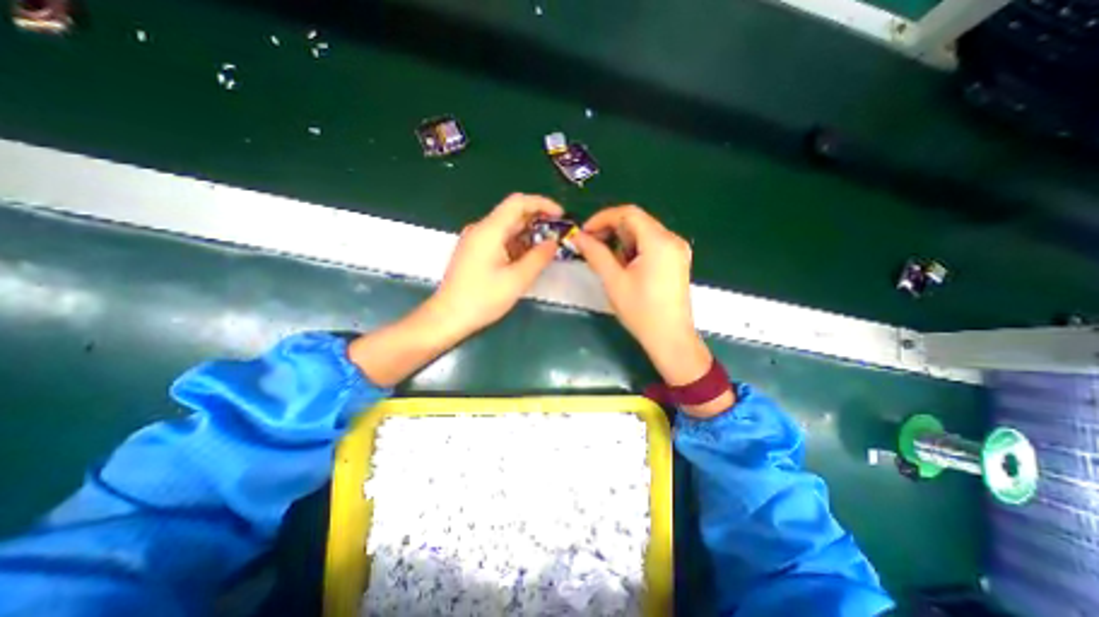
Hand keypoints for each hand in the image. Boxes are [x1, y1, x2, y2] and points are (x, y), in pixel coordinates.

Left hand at [428, 193, 561, 336]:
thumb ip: (538, 258)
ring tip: (547, 248)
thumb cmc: (482, 299)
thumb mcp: (517, 280)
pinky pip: (499, 240)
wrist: (448, 317)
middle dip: (538, 221)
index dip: (542, 203)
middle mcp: (480, 229)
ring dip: (528, 234)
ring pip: (507, 228)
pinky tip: (527, 258)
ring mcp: (475, 241)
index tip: (561, 215)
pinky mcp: (474, 252)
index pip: (518, 202)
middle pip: (513, 214)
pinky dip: (516, 244)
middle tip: (558, 235)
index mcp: (489, 230)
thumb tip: (553, 242)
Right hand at [571, 207, 717, 389]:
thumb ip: (595, 254)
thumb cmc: (641, 311)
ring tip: (603, 257)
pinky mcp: (676, 260)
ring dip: (620, 240)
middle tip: (590, 245)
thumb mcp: (614, 281)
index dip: (602, 218)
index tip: (584, 232)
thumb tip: (578, 236)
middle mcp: (672, 239)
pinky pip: (651, 244)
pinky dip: (633, 248)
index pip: (628, 213)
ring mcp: (677, 250)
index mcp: (659, 241)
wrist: (670, 338)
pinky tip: (622, 264)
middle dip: (610, 229)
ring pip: (643, 232)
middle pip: (637, 221)